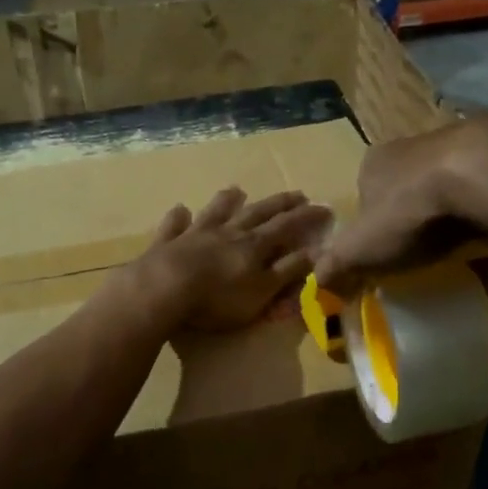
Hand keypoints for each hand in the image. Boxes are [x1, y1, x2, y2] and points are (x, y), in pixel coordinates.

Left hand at [133, 187, 332, 331]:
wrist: (163, 290)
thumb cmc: (218, 298)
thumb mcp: (262, 291)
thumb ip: (288, 271)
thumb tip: (317, 251)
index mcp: (254, 246)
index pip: (287, 227)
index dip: (307, 217)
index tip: (324, 208)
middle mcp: (227, 232)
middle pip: (257, 213)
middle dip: (279, 204)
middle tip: (296, 193)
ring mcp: (195, 234)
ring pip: (215, 212)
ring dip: (227, 201)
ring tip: (237, 190)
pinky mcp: (167, 243)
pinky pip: (175, 225)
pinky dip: (179, 217)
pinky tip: (180, 210)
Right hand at [314, 118, 487, 296]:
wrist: (481, 175)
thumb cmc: (409, 210)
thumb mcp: (359, 248)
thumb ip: (336, 265)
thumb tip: (318, 284)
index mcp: (377, 163)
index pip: (368, 195)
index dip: (374, 229)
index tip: (385, 259)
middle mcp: (417, 148)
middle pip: (413, 195)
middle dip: (419, 229)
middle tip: (427, 265)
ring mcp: (463, 150)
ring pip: (456, 198)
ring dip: (461, 231)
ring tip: (469, 266)